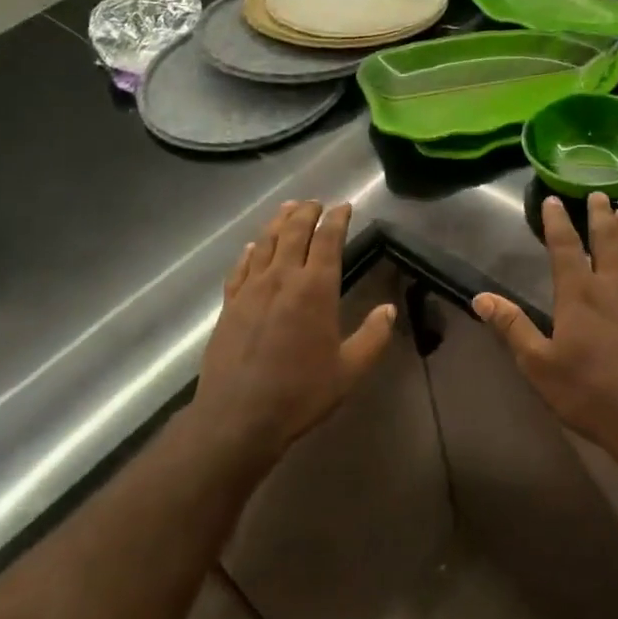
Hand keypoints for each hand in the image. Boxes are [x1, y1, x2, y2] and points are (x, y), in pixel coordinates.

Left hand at [193, 201, 395, 465]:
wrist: (239, 416)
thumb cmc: (300, 393)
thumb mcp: (349, 370)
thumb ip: (372, 337)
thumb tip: (388, 309)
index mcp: (315, 289)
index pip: (327, 240)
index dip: (336, 219)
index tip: (343, 206)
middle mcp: (281, 279)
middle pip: (293, 232)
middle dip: (307, 212)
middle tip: (315, 202)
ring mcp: (251, 290)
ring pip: (265, 243)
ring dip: (278, 222)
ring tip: (288, 209)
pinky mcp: (229, 305)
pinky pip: (240, 268)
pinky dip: (249, 252)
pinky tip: (252, 248)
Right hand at [474, 193, 617, 469]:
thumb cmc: (590, 392)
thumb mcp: (539, 364)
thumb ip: (512, 327)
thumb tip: (480, 297)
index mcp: (579, 294)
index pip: (564, 248)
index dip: (557, 222)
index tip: (553, 200)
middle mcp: (614, 288)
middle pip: (607, 242)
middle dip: (600, 217)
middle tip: (599, 195)